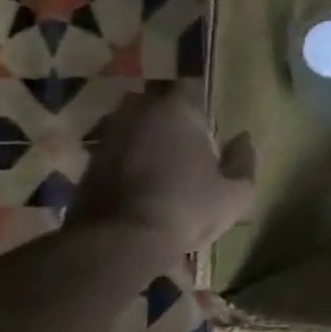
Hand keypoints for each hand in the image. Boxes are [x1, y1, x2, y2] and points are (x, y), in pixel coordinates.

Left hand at [68, 87, 255, 257]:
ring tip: (162, 168)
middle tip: (185, 147)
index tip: (208, 132)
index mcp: (176, 110)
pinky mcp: (87, 164)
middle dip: (169, 121)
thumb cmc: (188, 207)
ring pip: (133, 129)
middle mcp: (138, 113)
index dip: (199, 111)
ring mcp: (108, 137)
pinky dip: (126, 164)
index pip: (189, 91)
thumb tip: (243, 139)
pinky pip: (115, 154)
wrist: (120, 240)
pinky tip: (140, 188)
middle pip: (156, 106)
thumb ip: (244, 161)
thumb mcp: (236, 192)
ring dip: (145, 142)